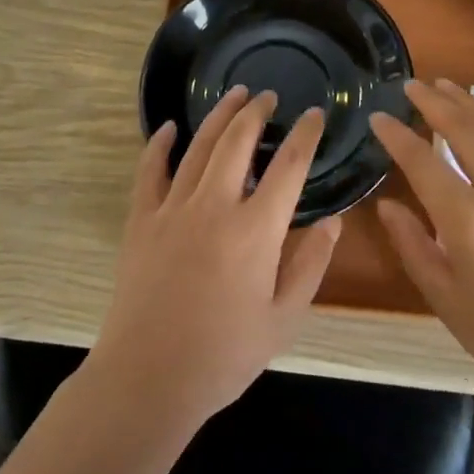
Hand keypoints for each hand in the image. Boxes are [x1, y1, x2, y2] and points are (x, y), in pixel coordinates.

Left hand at [94, 85, 342, 431]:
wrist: (149, 378)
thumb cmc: (224, 355)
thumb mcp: (283, 319)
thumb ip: (310, 265)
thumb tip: (332, 221)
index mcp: (256, 230)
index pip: (289, 166)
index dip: (305, 135)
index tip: (315, 115)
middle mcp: (215, 206)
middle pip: (238, 141)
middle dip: (257, 112)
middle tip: (268, 95)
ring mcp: (173, 209)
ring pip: (199, 147)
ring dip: (219, 116)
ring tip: (235, 95)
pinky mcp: (141, 220)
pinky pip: (150, 170)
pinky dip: (160, 144)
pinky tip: (171, 127)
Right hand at [369, 79, 473, 410]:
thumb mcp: (445, 299)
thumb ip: (412, 245)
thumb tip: (387, 205)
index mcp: (469, 222)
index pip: (422, 161)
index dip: (396, 136)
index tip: (378, 118)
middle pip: (464, 131)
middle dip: (433, 103)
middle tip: (411, 85)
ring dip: (472, 103)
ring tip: (448, 85)